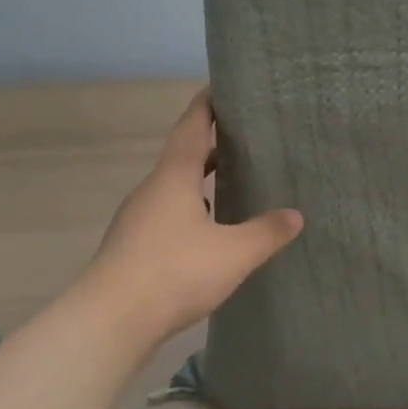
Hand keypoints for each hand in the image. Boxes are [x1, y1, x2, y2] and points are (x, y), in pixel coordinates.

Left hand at [82, 89, 302, 345]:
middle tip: (244, 141)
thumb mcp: (234, 253)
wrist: (112, 320)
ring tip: (232, 185)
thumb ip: (266, 232)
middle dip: (210, 146)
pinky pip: (168, 217)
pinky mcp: (133, 247)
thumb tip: (296, 215)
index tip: (222, 88)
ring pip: (174, 190)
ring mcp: (138, 220)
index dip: (207, 106)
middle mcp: (151, 191)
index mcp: (173, 178)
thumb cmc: (174, 272)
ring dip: (200, 183)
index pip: (191, 127)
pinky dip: (191, 212)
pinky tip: (209, 234)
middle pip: (182, 158)